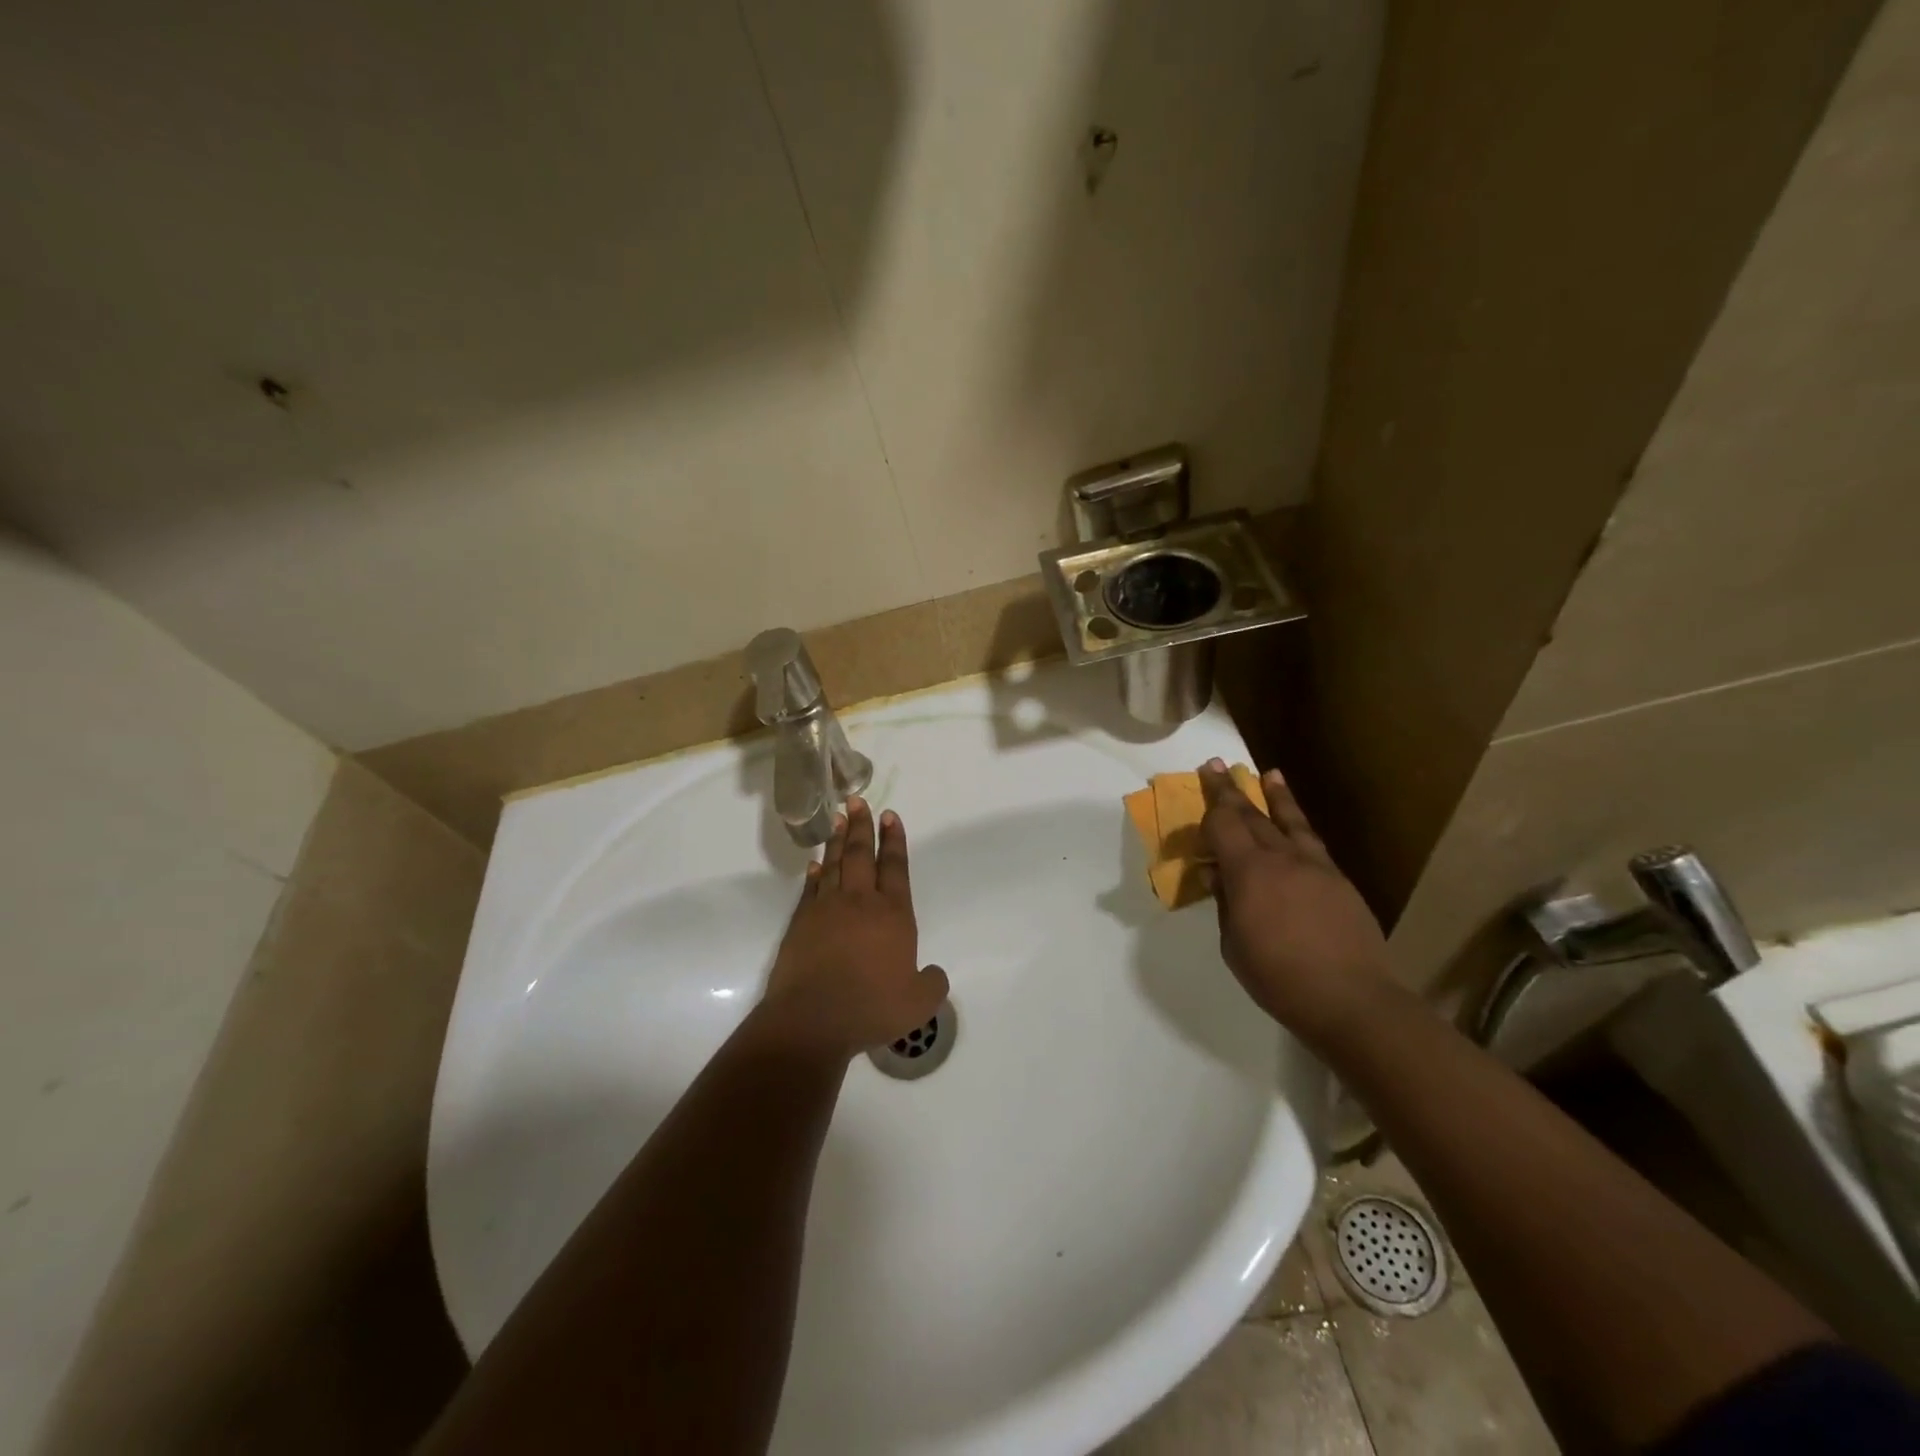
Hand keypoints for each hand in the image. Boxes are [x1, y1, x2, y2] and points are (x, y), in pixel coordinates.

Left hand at [758, 797, 949, 1058]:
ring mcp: (827, 909)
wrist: (813, 1019)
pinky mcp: (802, 922)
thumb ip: (932, 984)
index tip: (891, 816)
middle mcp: (861, 902)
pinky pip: (811, 889)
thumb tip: (934, 973)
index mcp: (893, 914)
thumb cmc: (871, 1007)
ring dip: (838, 840)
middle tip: (856, 800)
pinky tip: (816, 864)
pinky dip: (815, 873)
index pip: (895, 868)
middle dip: (863, 826)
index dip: (894, 840)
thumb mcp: (918, 1003)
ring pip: (835, 865)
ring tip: (839, 818)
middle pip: (862, 855)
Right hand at [1198, 760, 1390, 1040]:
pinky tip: (1296, 825)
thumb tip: (1219, 877)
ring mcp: (1315, 866)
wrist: (1351, 999)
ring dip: (1275, 796)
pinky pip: (1312, 842)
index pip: (1224, 824)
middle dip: (1231, 789)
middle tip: (1217, 765)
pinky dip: (1299, 824)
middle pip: (1252, 814)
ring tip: (1268, 774)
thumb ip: (1225, 903)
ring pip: (1290, 821)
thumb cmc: (1278, 976)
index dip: (1210, 802)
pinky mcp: (1339, 881)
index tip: (1202, 780)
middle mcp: (1281, 858)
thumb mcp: (1233, 944)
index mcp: (1248, 872)